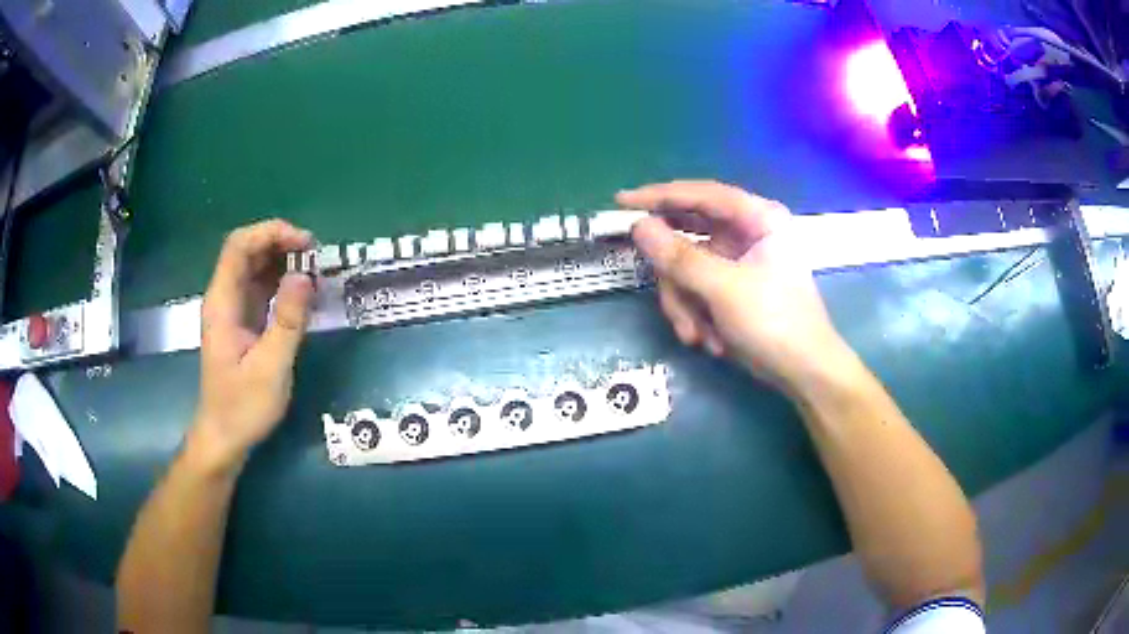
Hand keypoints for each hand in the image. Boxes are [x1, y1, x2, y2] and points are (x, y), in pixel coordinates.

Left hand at [189, 220, 315, 474]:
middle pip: (247, 251)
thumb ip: (288, 320)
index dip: (271, 233)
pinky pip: (261, 288)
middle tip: (316, 257)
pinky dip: (282, 282)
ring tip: (315, 271)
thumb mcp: (271, 367)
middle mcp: (224, 298)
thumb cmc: (243, 407)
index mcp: (223, 303)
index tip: (305, 244)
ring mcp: (233, 310)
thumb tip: (305, 275)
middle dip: (281, 244)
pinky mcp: (242, 322)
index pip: (239, 246)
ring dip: (283, 261)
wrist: (224, 437)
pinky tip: (303, 292)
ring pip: (255, 268)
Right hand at [619, 181, 851, 390]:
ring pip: (687, 268)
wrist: (803, 372)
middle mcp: (747, 232)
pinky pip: (697, 289)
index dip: (658, 195)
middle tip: (661, 289)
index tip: (621, 202)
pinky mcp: (732, 286)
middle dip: (675, 274)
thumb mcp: (724, 289)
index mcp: (758, 218)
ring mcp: (739, 260)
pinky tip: (708, 339)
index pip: (700, 194)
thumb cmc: (774, 322)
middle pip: (689, 234)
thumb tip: (638, 227)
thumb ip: (679, 256)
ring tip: (695, 334)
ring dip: (685, 303)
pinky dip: (695, 313)